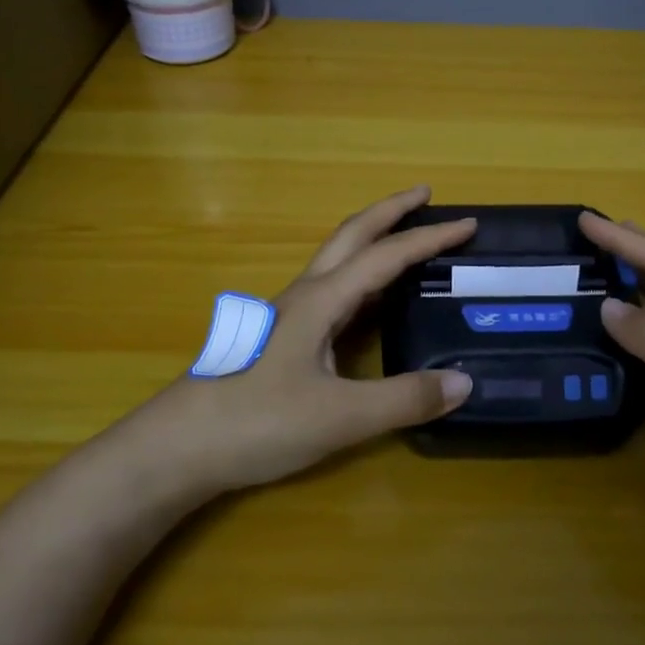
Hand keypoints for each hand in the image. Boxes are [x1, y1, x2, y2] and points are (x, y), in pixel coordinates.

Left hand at [138, 188, 475, 493]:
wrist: (177, 448)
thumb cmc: (257, 422)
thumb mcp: (340, 416)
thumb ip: (404, 399)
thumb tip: (465, 381)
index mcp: (321, 300)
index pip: (385, 255)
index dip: (429, 238)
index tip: (468, 224)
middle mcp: (304, 296)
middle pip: (351, 235)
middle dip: (390, 211)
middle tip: (425, 195)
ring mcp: (286, 315)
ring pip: (336, 260)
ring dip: (373, 240)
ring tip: (405, 241)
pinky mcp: (278, 339)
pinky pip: (329, 290)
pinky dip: (359, 277)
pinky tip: (366, 302)